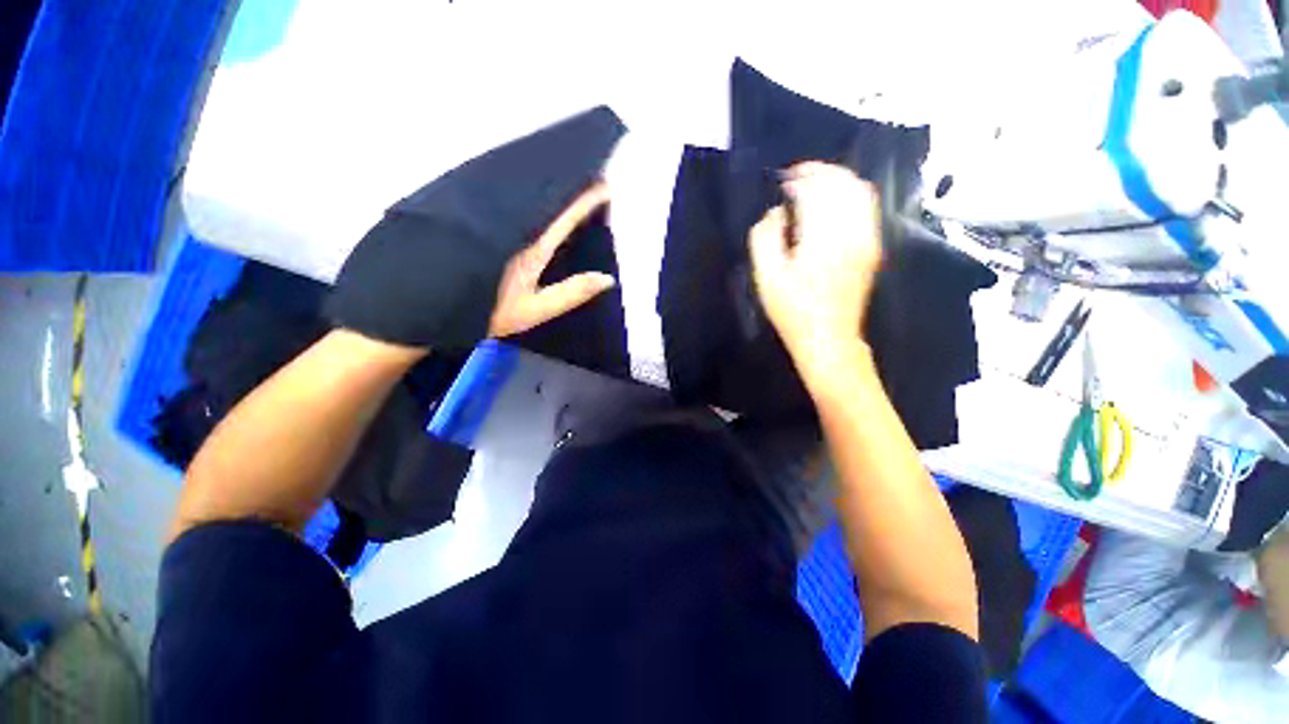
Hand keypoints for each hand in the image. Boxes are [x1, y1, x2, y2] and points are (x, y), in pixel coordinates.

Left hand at [489, 182, 615, 337]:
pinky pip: (510, 198)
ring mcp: (493, 217)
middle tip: (592, 178)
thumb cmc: (486, 309)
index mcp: (533, 245)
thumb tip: (608, 278)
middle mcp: (514, 224)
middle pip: (548, 197)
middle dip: (572, 185)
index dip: (588, 199)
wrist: (427, 302)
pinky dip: (528, 192)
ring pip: (528, 193)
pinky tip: (534, 193)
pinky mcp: (476, 216)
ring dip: (550, 185)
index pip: (567, 216)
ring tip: (569, 180)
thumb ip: (571, 293)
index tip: (606, 186)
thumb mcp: (534, 309)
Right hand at [748, 162, 882, 374]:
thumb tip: (776, 213)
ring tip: (816, 183)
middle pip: (843, 184)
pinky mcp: (872, 248)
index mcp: (822, 237)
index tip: (784, 180)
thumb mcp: (766, 277)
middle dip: (821, 172)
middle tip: (799, 175)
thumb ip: (764, 237)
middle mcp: (851, 231)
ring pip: (860, 192)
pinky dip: (851, 195)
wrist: (828, 338)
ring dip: (838, 181)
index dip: (800, 179)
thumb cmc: (792, 310)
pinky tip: (835, 203)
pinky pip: (867, 208)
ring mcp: (867, 239)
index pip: (817, 190)